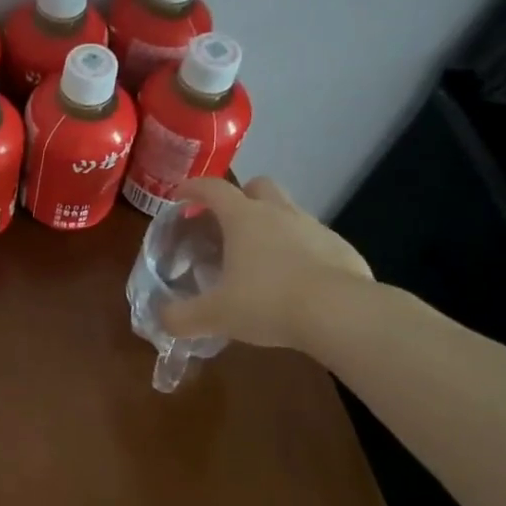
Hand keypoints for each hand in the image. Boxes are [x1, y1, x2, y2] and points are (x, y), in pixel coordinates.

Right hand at [159, 177, 372, 350]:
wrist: (341, 314)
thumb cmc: (268, 302)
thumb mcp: (215, 315)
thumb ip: (183, 317)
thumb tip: (162, 319)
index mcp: (244, 218)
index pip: (213, 188)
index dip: (193, 188)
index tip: (180, 196)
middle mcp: (280, 213)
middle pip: (259, 186)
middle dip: (242, 196)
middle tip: (227, 223)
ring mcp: (315, 228)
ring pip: (290, 212)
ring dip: (273, 225)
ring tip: (261, 259)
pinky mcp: (342, 249)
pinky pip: (315, 241)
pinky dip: (301, 252)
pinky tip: (296, 281)